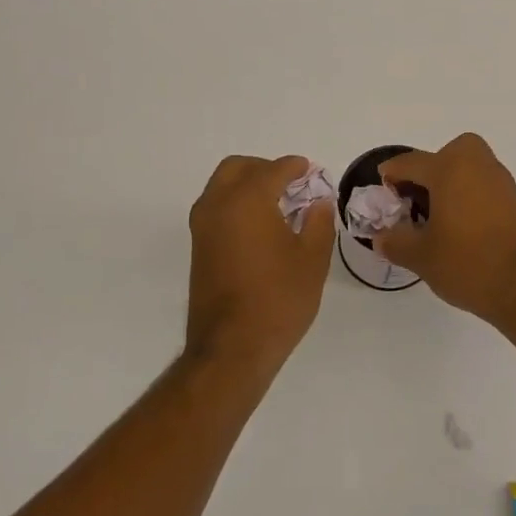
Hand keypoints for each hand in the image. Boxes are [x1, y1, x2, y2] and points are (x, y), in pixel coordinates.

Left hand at [186, 155, 334, 374]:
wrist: (232, 348)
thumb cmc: (278, 300)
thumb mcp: (312, 259)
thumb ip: (318, 222)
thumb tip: (318, 202)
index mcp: (247, 200)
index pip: (273, 170)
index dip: (295, 167)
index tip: (310, 170)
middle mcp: (218, 205)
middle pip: (238, 168)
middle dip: (264, 168)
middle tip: (291, 183)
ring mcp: (202, 227)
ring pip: (221, 186)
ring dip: (247, 185)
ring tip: (278, 205)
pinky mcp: (198, 248)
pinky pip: (216, 208)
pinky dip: (236, 204)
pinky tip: (260, 226)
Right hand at [376, 134, 515, 327]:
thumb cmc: (467, 264)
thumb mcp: (421, 257)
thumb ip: (395, 242)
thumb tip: (381, 237)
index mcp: (450, 170)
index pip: (412, 162)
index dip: (392, 173)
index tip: (383, 187)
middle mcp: (479, 168)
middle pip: (453, 152)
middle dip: (434, 167)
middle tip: (421, 196)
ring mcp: (504, 186)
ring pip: (474, 169)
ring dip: (455, 183)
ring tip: (440, 217)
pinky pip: (489, 190)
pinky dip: (474, 200)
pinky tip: (466, 231)